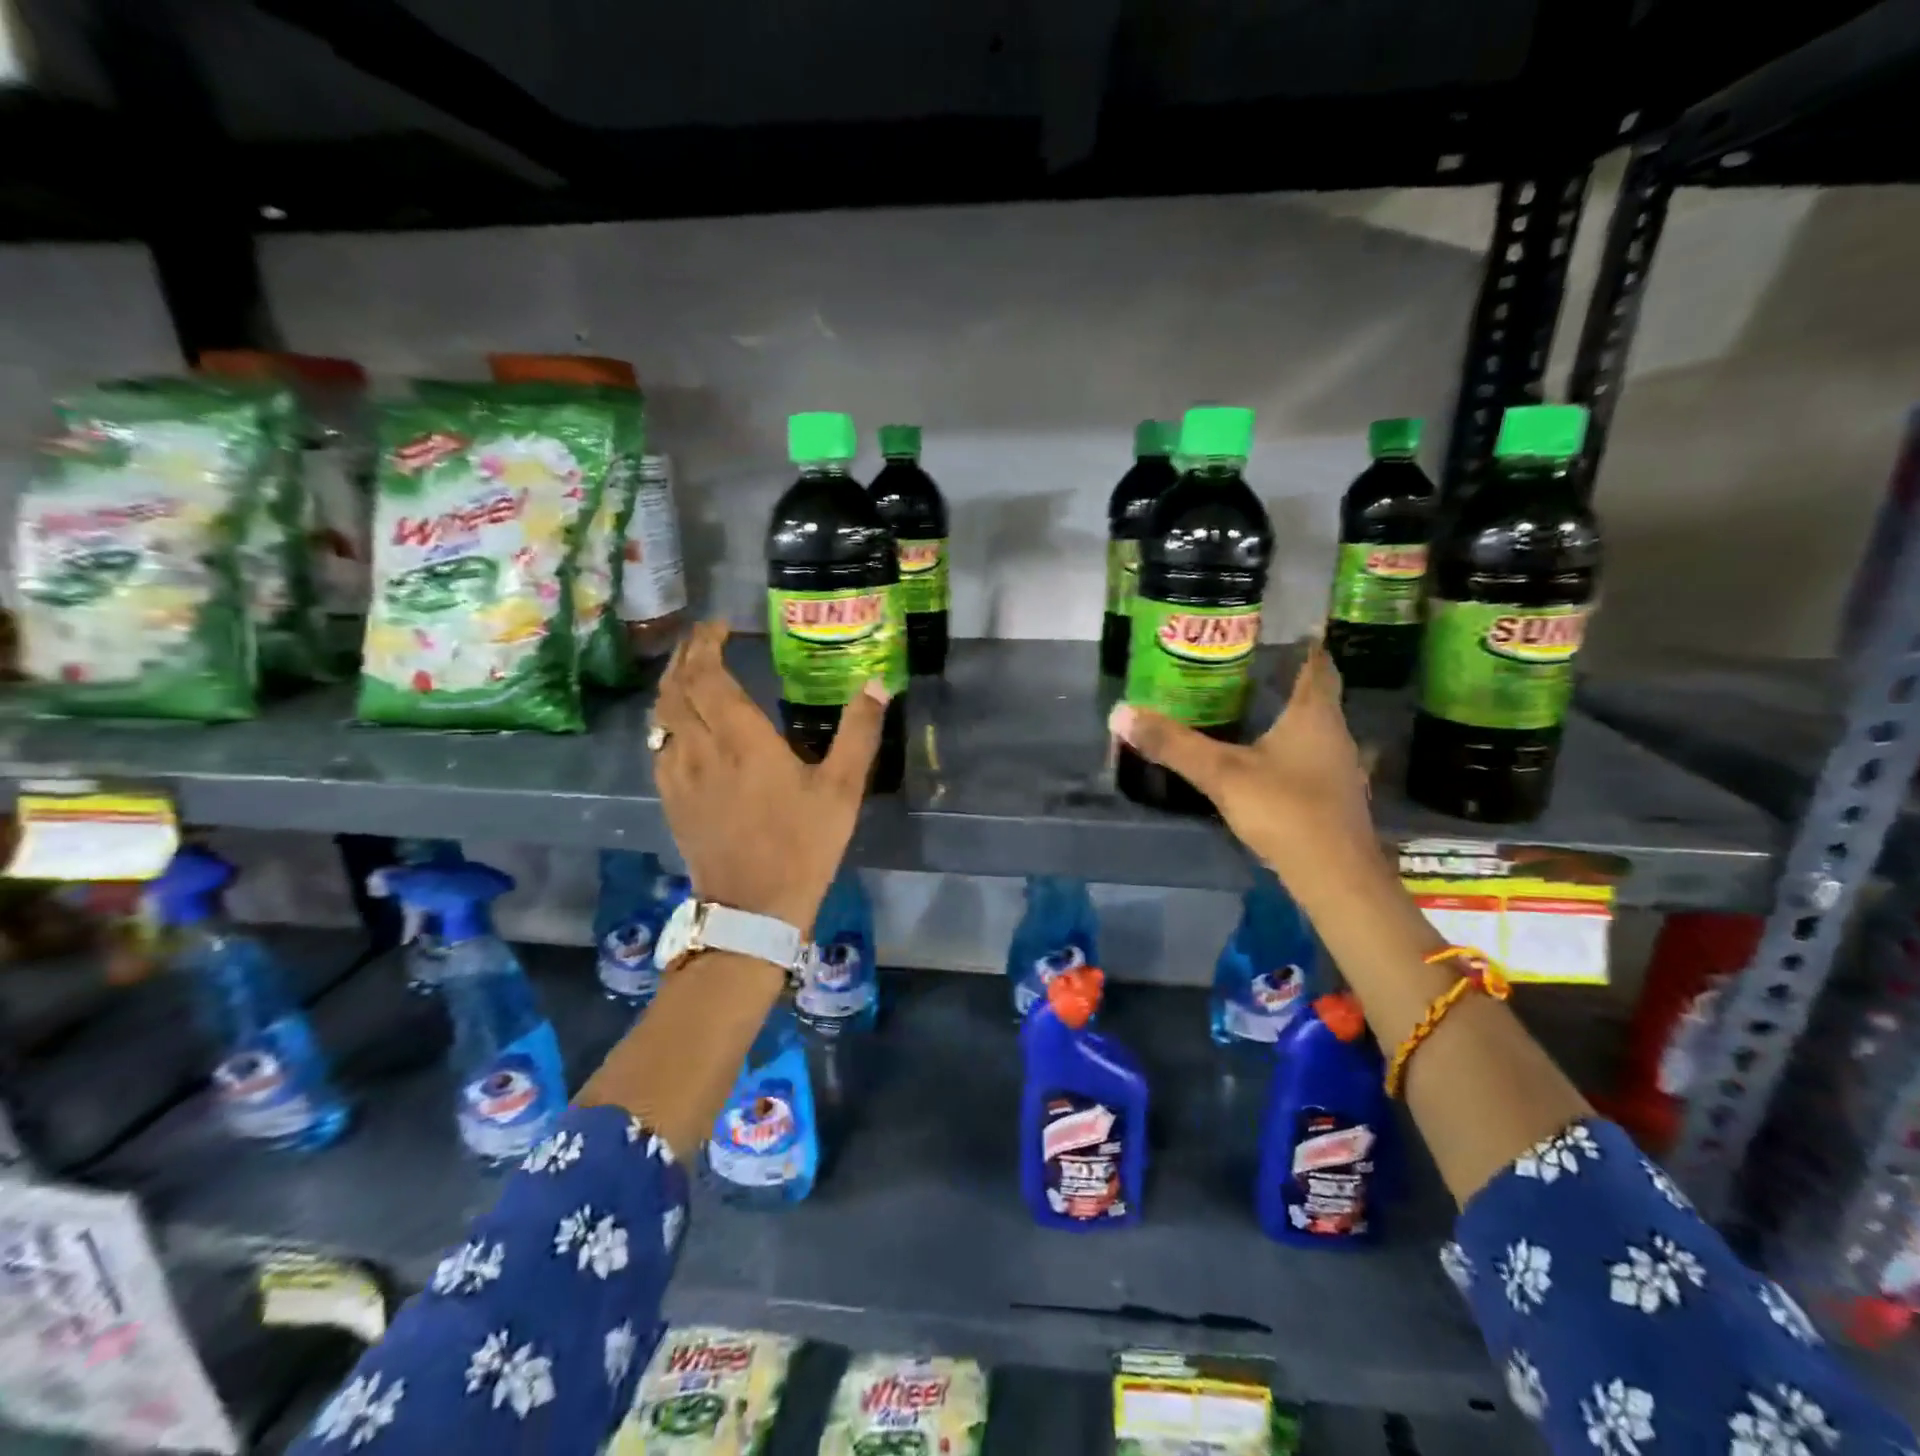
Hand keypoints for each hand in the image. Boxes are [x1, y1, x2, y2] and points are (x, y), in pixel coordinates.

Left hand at [649, 621, 886, 934]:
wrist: (754, 908)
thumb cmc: (803, 844)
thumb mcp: (842, 789)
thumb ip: (859, 733)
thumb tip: (877, 685)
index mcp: (742, 739)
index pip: (708, 675)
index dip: (706, 644)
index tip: (719, 626)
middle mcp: (700, 748)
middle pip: (676, 688)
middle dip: (685, 655)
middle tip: (703, 639)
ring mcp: (678, 775)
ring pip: (660, 715)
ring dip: (671, 684)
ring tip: (690, 671)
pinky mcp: (671, 799)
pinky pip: (658, 745)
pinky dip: (666, 719)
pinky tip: (682, 724)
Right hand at [1109, 639, 1378, 884]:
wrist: (1335, 876)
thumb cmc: (1286, 810)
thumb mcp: (1221, 774)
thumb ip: (1173, 745)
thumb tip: (1121, 714)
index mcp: (1314, 713)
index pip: (1316, 661)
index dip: (1298, 642)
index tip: (1268, 630)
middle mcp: (1334, 731)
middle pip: (1313, 692)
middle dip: (1280, 678)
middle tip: (1238, 668)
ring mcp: (1338, 765)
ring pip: (1311, 725)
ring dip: (1283, 714)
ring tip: (1242, 707)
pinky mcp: (1333, 793)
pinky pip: (1308, 754)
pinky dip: (1286, 746)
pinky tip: (1259, 757)